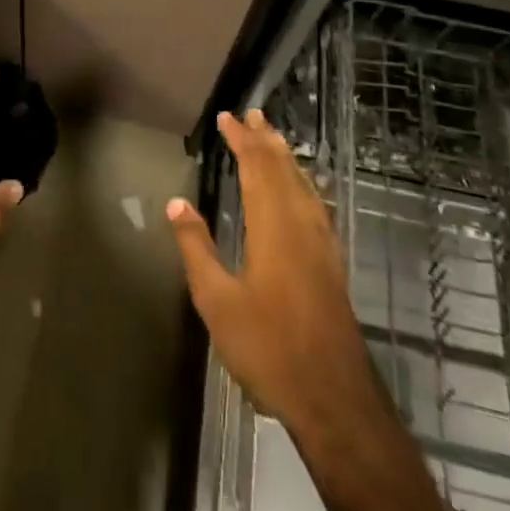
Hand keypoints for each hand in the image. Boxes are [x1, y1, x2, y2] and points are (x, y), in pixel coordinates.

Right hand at [167, 110, 383, 441]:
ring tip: (273, 137)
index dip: (241, 140)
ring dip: (286, 157)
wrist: (333, 396)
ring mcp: (322, 243)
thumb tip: (176, 203)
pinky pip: (315, 203)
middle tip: (252, 114)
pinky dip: (302, 181)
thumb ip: (197, 248)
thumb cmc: (268, 347)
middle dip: (265, 140)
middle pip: (283, 169)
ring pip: (303, 184)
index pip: (256, 168)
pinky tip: (301, 188)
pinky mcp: (331, 261)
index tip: (227, 117)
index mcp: (273, 226)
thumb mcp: (217, 301)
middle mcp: (301, 224)